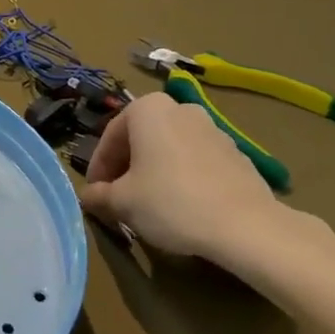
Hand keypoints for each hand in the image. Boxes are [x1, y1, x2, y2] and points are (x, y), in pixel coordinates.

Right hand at [80, 92, 295, 268]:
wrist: (246, 225)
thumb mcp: (123, 202)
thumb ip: (99, 195)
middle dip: (127, 168)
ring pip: (169, 149)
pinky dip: (183, 178)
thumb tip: (87, 196)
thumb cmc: (172, 202)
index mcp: (147, 108)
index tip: (95, 194)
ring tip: (151, 206)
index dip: (98, 168)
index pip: (110, 137)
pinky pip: (196, 162)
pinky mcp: (236, 153)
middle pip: (141, 139)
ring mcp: (212, 128)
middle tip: (119, 198)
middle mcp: (179, 108)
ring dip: (155, 172)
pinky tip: (184, 207)